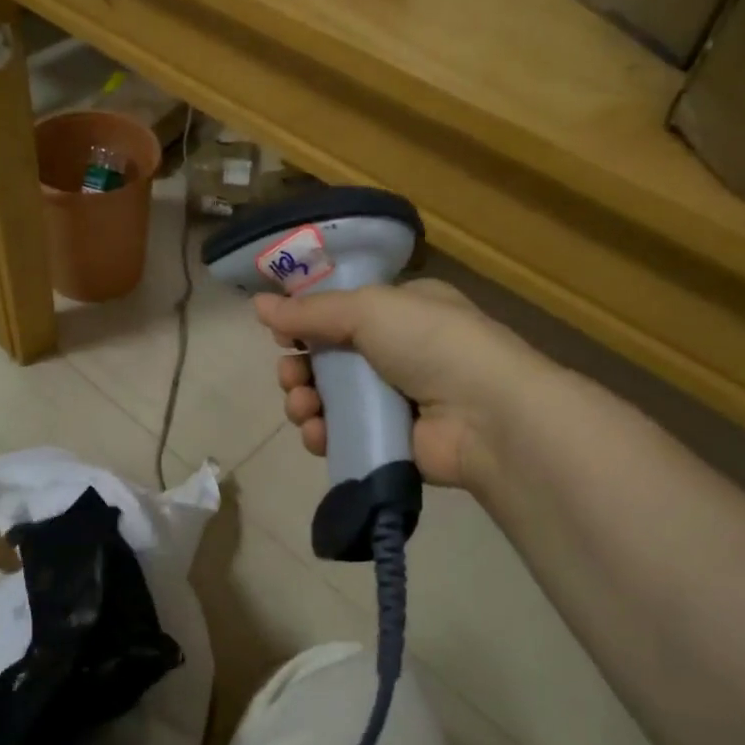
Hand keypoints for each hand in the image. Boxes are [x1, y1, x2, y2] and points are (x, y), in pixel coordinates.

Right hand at [256, 279, 551, 492]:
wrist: (487, 416)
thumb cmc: (431, 344)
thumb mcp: (369, 310)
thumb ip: (310, 311)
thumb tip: (257, 304)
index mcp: (401, 310)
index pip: (340, 312)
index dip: (306, 323)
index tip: (283, 334)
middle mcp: (397, 352)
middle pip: (327, 359)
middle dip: (299, 368)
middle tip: (291, 376)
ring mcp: (394, 399)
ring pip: (329, 399)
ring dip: (305, 401)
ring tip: (303, 408)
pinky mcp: (390, 440)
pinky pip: (342, 434)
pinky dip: (322, 434)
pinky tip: (317, 434)